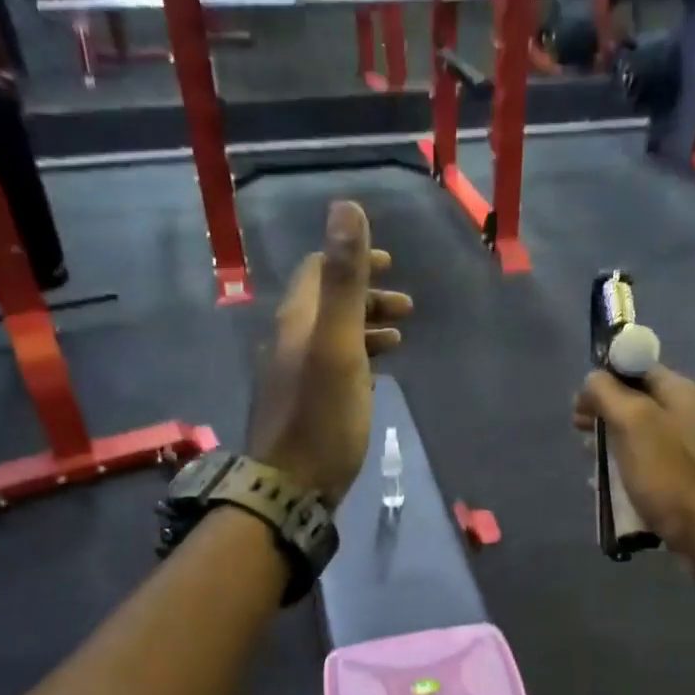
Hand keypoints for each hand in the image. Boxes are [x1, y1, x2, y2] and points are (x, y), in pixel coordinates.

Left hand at [246, 201, 412, 506]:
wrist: (290, 488)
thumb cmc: (321, 417)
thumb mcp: (338, 345)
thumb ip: (344, 280)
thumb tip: (345, 207)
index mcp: (296, 322)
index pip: (317, 271)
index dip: (353, 261)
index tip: (391, 266)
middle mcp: (288, 342)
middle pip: (326, 304)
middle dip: (367, 298)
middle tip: (406, 308)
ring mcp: (291, 376)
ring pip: (331, 338)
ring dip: (365, 329)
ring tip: (399, 340)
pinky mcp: (301, 406)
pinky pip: (331, 367)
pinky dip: (357, 359)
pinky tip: (374, 376)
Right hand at [573, 364, 694, 556]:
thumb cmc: (668, 472)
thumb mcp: (633, 421)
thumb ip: (608, 393)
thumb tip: (593, 379)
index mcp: (678, 392)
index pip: (636, 367)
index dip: (605, 377)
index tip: (581, 400)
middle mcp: (684, 414)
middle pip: (633, 401)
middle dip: (602, 412)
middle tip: (579, 429)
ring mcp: (683, 449)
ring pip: (635, 435)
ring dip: (608, 441)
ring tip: (589, 459)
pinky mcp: (678, 479)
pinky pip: (642, 464)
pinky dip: (621, 467)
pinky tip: (606, 484)